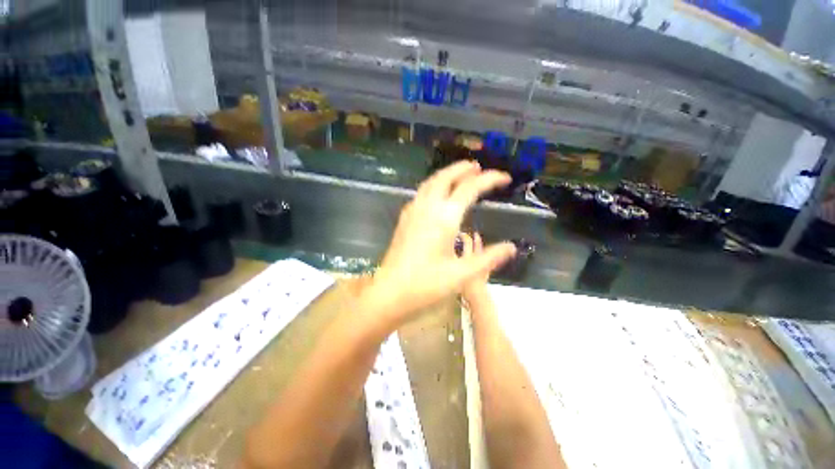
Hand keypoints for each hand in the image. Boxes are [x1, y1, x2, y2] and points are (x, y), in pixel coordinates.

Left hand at [364, 161, 516, 326]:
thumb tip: (512, 247)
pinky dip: (434, 186)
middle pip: (445, 177)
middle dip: (463, 168)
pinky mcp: (404, 220)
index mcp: (444, 218)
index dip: (489, 179)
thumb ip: (489, 259)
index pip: (470, 188)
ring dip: (447, 174)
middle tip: (478, 167)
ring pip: (431, 183)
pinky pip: (421, 193)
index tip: (505, 178)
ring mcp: (412, 212)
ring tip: (461, 175)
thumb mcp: (462, 275)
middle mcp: (427, 208)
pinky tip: (438, 195)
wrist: (389, 292)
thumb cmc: (426, 285)